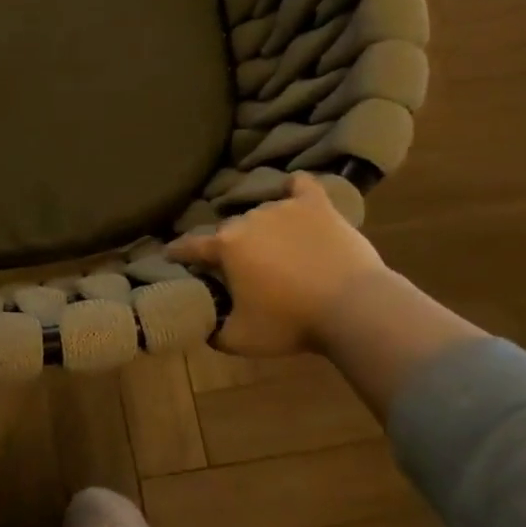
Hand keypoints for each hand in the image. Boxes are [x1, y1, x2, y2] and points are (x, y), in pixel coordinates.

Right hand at [169, 175, 387, 355]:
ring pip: (262, 214)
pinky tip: (294, 193)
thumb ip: (213, 331)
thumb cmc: (292, 323)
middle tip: (240, 269)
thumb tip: (204, 325)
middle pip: (230, 231)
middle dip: (229, 248)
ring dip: (262, 230)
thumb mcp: (240, 340)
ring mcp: (284, 208)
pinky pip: (301, 186)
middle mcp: (249, 219)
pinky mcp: (318, 206)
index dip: (177, 252)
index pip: (190, 246)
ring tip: (274, 248)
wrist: (355, 309)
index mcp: (226, 247)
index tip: (169, 255)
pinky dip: (295, 190)